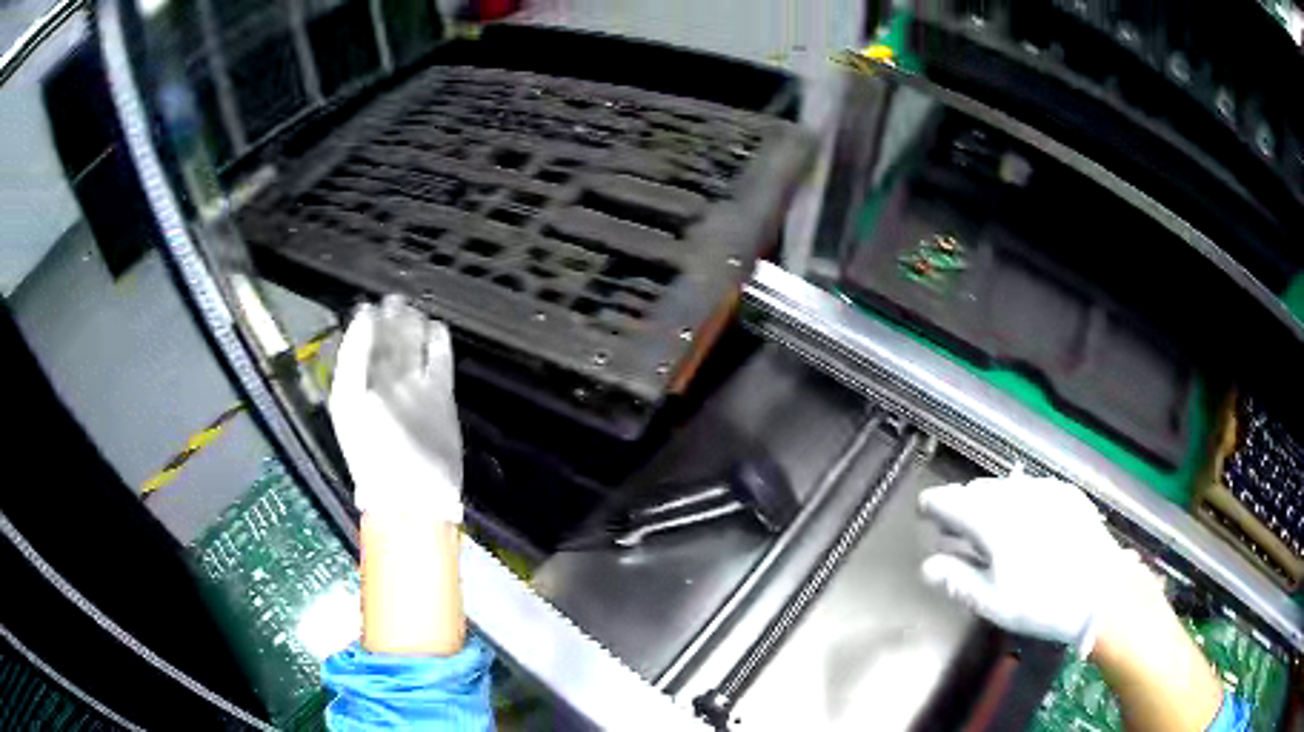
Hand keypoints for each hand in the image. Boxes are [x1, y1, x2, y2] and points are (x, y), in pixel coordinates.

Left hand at [329, 296, 463, 523]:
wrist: (412, 493)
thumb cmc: (373, 451)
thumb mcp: (349, 399)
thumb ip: (354, 355)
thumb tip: (366, 316)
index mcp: (358, 385)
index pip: (362, 345)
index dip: (366, 324)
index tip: (371, 304)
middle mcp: (384, 384)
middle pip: (389, 343)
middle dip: (391, 321)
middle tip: (396, 300)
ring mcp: (413, 390)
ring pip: (413, 348)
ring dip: (414, 328)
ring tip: (414, 310)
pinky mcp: (439, 397)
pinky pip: (439, 363)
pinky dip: (438, 345)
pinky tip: (436, 328)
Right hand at [918, 472, 1143, 656]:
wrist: (1101, 591)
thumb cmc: (1041, 602)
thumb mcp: (992, 601)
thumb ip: (957, 579)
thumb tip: (928, 567)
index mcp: (992, 521)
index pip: (951, 500)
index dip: (933, 504)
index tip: (924, 511)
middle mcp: (1015, 496)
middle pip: (977, 491)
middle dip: (961, 506)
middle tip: (955, 530)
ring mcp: (1044, 490)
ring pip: (1005, 488)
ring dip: (989, 503)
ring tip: (988, 526)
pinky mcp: (1065, 493)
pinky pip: (1031, 489)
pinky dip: (1018, 501)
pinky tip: (1024, 523)